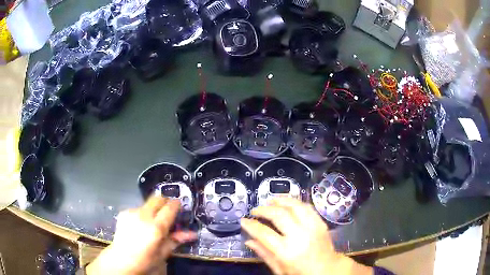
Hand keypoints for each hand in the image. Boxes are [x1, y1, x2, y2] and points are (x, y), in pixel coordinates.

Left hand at [86, 197, 196, 274]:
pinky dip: (142, 213)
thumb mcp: (163, 253)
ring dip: (153, 208)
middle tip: (168, 211)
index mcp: (156, 227)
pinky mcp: (124, 212)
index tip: (179, 205)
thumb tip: (192, 234)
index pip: (170, 208)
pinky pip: (137, 208)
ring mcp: (132, 212)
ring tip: (152, 222)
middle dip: (164, 201)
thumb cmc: (145, 260)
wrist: (121, 259)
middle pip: (157, 198)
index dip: (176, 204)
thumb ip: (176, 240)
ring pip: (147, 203)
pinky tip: (139, 225)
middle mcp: (144, 216)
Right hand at [241, 198, 371, 274]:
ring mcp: (312, 227)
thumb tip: (248, 241)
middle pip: (278, 215)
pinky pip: (307, 207)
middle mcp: (299, 236)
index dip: (251, 225)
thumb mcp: (279, 269)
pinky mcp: (320, 223)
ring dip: (280, 201)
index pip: (263, 233)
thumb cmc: (301, 273)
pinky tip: (288, 203)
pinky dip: (295, 202)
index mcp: (286, 251)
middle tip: (255, 210)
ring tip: (270, 201)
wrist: (327, 269)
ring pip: (294, 206)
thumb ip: (264, 254)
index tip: (244, 220)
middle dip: (263, 210)